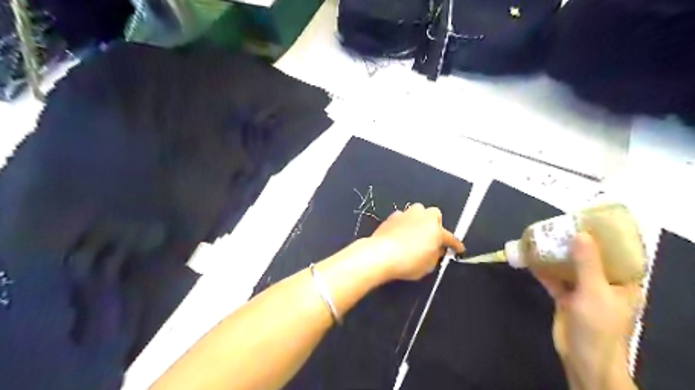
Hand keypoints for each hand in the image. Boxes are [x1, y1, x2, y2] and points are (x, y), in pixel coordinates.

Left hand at [365, 202, 462, 280]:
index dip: (455, 245)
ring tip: (415, 233)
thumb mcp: (428, 265)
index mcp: (436, 230)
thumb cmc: (408, 262)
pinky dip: (404, 224)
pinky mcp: (393, 216)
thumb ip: (436, 255)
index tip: (458, 249)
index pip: (450, 238)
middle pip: (435, 215)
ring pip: (418, 212)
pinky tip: (400, 233)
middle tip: (431, 237)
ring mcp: (407, 214)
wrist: (381, 253)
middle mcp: (423, 217)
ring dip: (419, 220)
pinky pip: (403, 217)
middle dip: (435, 224)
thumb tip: (437, 249)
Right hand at [533, 233, 643, 388]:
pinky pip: (554, 279)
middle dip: (576, 242)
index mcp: (622, 282)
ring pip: (570, 267)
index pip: (620, 254)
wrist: (582, 357)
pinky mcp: (566, 298)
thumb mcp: (595, 291)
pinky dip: (543, 269)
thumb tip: (580, 234)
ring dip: (557, 255)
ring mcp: (583, 291)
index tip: (591, 220)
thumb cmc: (598, 325)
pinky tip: (531, 258)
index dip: (608, 236)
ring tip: (544, 237)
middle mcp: (604, 284)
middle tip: (561, 225)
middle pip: (591, 257)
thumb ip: (587, 262)